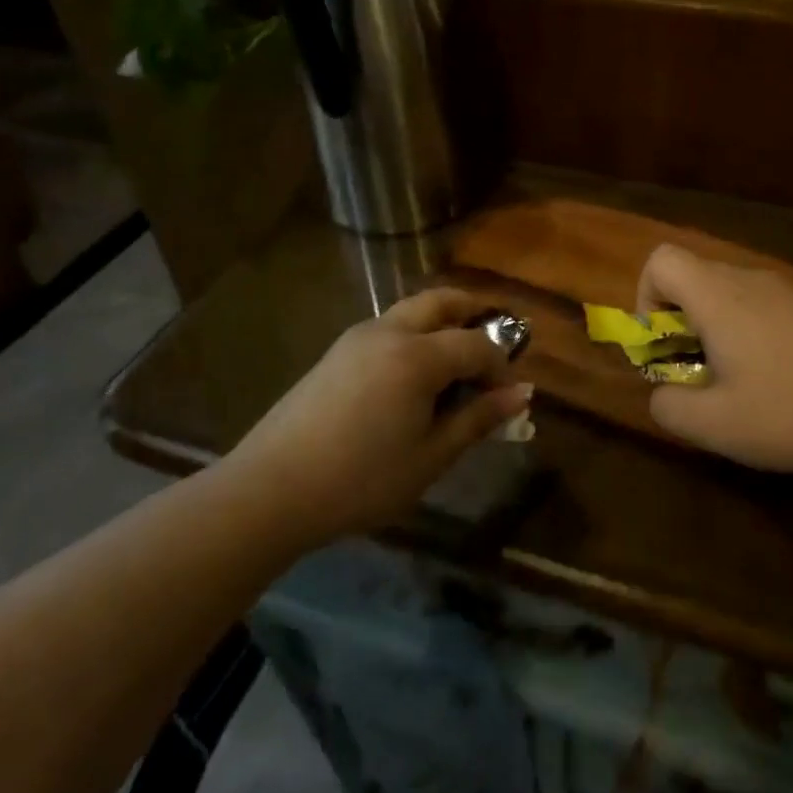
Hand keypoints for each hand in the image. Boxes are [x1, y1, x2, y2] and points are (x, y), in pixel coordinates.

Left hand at [231, 289, 531, 544]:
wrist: (271, 491)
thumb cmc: (362, 479)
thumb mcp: (430, 456)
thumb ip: (478, 419)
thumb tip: (521, 394)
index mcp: (417, 356)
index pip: (477, 345)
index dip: (501, 367)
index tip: (508, 398)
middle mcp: (388, 332)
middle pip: (441, 302)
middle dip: (474, 314)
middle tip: (493, 344)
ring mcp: (356, 339)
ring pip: (411, 312)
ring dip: (442, 324)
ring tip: (455, 366)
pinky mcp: (335, 354)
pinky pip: (387, 329)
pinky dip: (414, 337)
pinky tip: (413, 380)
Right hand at [635, 245, 792, 475]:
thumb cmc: (790, 413)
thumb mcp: (714, 426)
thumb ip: (668, 406)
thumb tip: (662, 392)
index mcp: (720, 296)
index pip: (661, 260)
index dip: (647, 298)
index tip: (665, 344)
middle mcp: (753, 278)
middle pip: (696, 275)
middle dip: (681, 319)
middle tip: (699, 369)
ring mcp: (792, 286)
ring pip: (733, 289)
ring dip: (719, 324)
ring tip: (741, 375)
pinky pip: (768, 301)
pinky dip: (755, 326)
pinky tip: (783, 372)